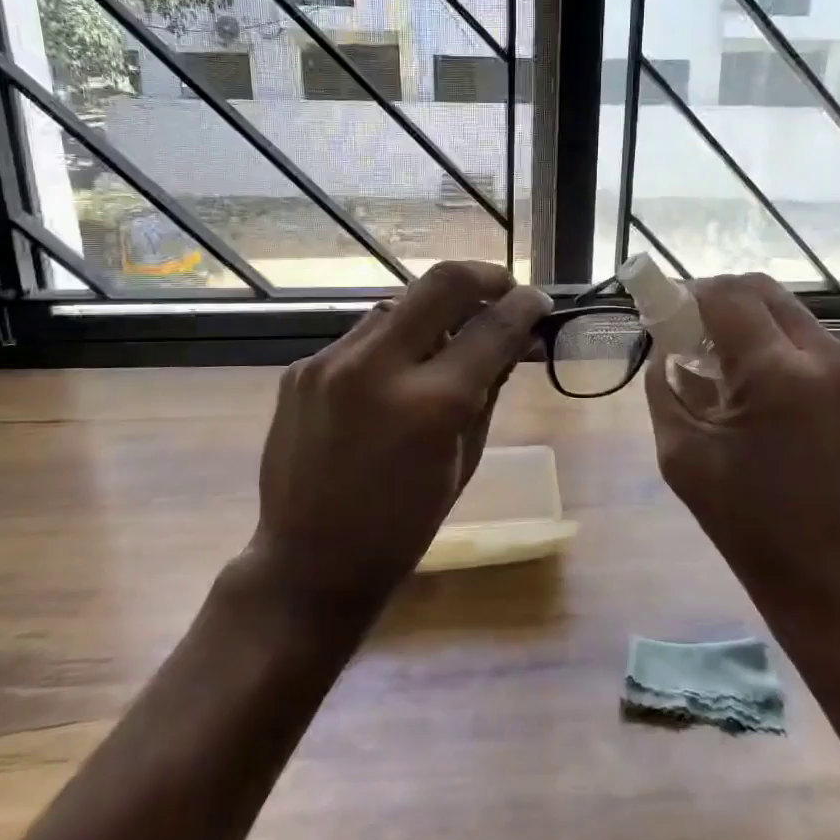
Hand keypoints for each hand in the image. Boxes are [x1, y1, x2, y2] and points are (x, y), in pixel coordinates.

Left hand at [247, 261, 550, 616]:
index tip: (539, 301)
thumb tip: (513, 338)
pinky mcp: (301, 369)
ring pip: (398, 305)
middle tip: (504, 289)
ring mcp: (329, 363)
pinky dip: (391, 344)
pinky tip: (396, 374)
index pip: (492, 329)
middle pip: (441, 283)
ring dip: (433, 313)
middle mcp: (376, 368)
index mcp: (430, 405)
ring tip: (449, 339)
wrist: (310, 562)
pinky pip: (361, 337)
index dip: (525, 307)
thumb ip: (489, 389)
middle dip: (484, 277)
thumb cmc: (405, 526)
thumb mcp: (465, 460)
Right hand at [645, 274, 839, 633]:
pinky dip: (795, 362)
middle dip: (726, 303)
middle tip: (699, 335)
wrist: (834, 583)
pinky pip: (829, 357)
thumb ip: (665, 388)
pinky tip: (783, 408)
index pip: (729, 296)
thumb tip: (666, 350)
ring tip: (741, 378)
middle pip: (769, 295)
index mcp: (778, 376)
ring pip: (800, 323)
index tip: (672, 311)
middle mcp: (832, 362)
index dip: (692, 293)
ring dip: (762, 333)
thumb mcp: (681, 456)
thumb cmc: (745, 523)